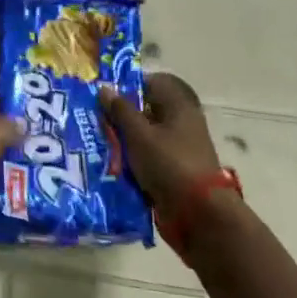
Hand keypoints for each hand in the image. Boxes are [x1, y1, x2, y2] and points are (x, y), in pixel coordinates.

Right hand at [100, 73, 224, 215]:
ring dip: (124, 140)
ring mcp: (179, 148)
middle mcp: (182, 123)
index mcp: (179, 107)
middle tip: (97, 121)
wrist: (198, 214)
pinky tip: (112, 165)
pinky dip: (133, 160)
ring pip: (145, 136)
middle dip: (121, 116)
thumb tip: (105, 88)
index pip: (154, 83)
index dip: (130, 85)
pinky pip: (149, 157)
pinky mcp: (174, 170)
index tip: (107, 96)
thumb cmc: (168, 164)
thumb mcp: (138, 134)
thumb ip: (120, 110)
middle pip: (147, 110)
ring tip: (99, 144)